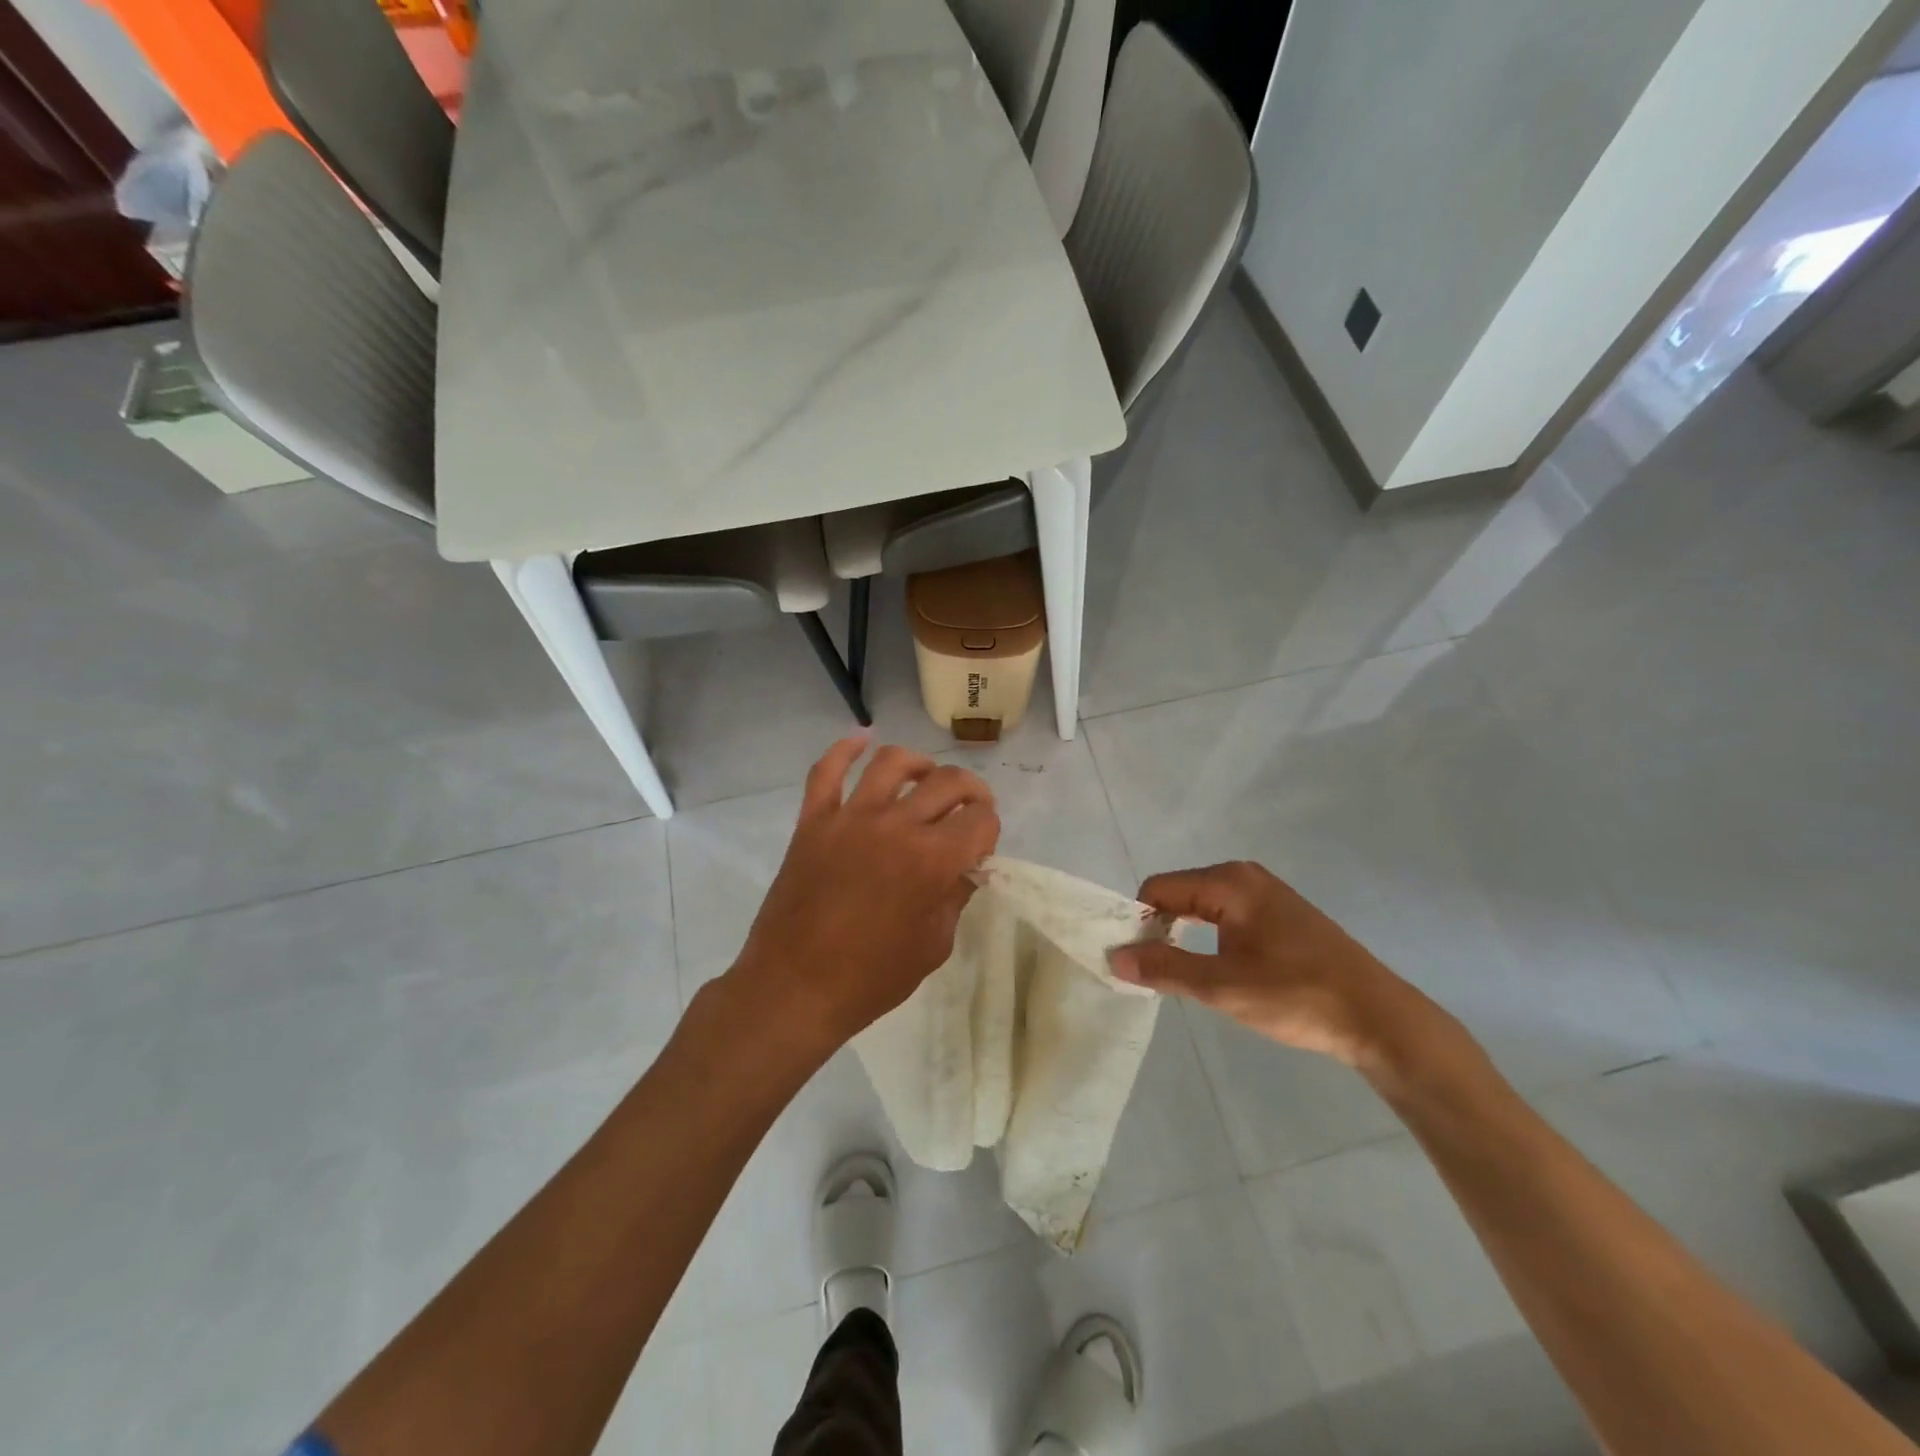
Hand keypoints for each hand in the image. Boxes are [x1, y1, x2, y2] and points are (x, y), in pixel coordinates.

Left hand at [727, 738, 999, 1052]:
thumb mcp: (933, 946)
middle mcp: (896, 825)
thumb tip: (966, 867)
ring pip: (892, 762)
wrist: (794, 988)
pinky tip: (861, 740)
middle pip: (947, 782)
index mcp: (933, 860)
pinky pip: (826, 770)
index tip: (981, 847)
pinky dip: (845, 749)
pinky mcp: (813, 820)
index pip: (981, 820)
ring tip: (925, 777)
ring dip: (919, 763)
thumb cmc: (870, 979)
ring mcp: (850, 817)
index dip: (989, 830)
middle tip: (969, 809)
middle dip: (971, 791)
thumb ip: (955, 897)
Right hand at [1109, 860, 1411, 1066]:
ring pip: (1202, 906)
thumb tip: (1114, 956)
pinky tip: (1218, 969)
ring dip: (1184, 935)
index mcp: (1228, 882)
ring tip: (1182, 974)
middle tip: (1154, 972)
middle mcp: (1244, 876)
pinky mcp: (1281, 915)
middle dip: (1159, 928)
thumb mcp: (1222, 986)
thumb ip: (1164, 968)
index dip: (1138, 922)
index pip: (1157, 889)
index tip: (1133, 961)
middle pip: (1178, 893)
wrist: (1378, 1018)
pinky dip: (1210, 937)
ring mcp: (1266, 893)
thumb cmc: (1296, 996)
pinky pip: (1226, 915)